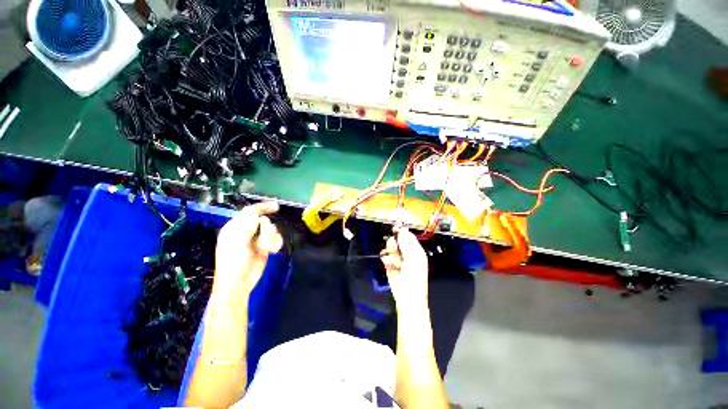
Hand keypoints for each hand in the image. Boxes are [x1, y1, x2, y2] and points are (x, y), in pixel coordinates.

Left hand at [214, 202, 282, 296]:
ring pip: (273, 230)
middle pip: (265, 222)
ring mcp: (257, 240)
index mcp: (236, 227)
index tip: (276, 207)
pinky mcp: (265, 247)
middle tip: (262, 243)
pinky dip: (276, 244)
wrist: (239, 283)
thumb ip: (246, 223)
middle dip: (267, 232)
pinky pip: (277, 239)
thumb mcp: (237, 240)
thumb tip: (256, 212)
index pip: (250, 211)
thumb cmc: (234, 262)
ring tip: (265, 250)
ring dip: (271, 240)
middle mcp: (247, 232)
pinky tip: (271, 251)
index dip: (263, 207)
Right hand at [380, 227, 428, 307]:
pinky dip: (387, 260)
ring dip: (391, 254)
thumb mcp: (411, 259)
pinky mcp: (390, 266)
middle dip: (394, 244)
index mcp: (416, 251)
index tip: (394, 227)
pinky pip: (386, 257)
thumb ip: (405, 244)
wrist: (407, 298)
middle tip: (394, 248)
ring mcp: (398, 260)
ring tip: (394, 262)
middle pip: (398, 242)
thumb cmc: (414, 278)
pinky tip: (390, 266)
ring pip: (390, 249)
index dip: (402, 232)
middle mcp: (407, 254)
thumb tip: (403, 229)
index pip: (409, 237)